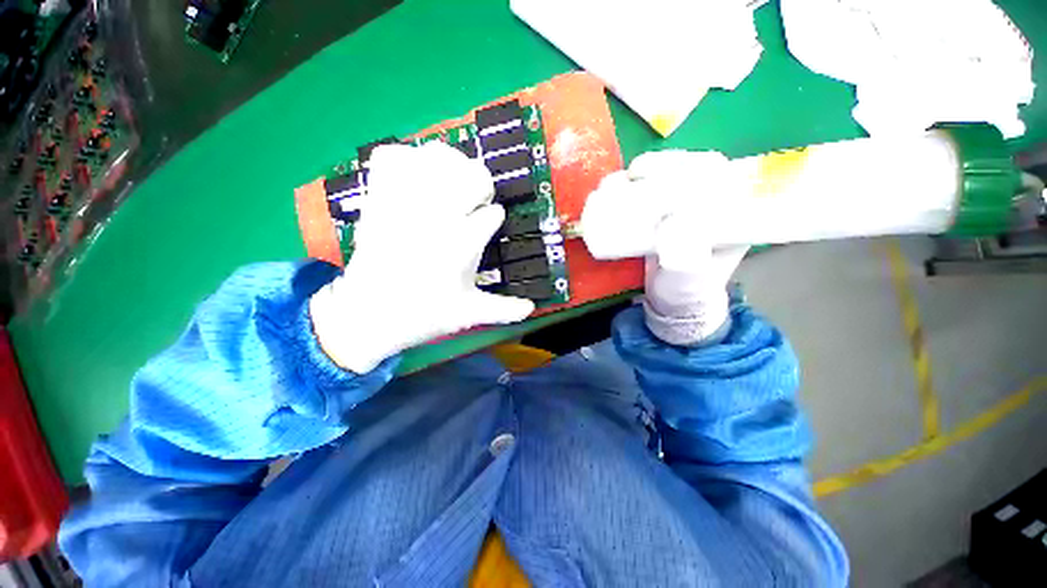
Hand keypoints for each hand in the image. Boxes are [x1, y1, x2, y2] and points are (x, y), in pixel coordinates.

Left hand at [309, 142, 534, 372]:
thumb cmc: (424, 315)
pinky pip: (393, 158)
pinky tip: (416, 176)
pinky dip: (407, 158)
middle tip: (475, 201)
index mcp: (461, 244)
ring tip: (450, 182)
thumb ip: (504, 309)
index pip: (493, 214)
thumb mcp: (469, 314)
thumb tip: (533, 308)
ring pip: (436, 158)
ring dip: (451, 165)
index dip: (493, 218)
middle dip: (480, 185)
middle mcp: (436, 217)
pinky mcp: (378, 199)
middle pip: (472, 176)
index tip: (489, 225)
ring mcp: (405, 203)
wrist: (367, 315)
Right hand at [608, 150, 748, 344]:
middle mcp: (704, 206)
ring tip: (618, 182)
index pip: (716, 173)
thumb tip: (670, 223)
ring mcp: (678, 212)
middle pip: (685, 170)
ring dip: (640, 174)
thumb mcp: (690, 277)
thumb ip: (685, 256)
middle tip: (635, 173)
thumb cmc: (686, 291)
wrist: (670, 304)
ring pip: (663, 179)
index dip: (691, 163)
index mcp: (725, 214)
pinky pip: (645, 196)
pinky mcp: (658, 219)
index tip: (665, 169)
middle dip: (659, 164)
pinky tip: (613, 191)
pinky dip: (628, 190)